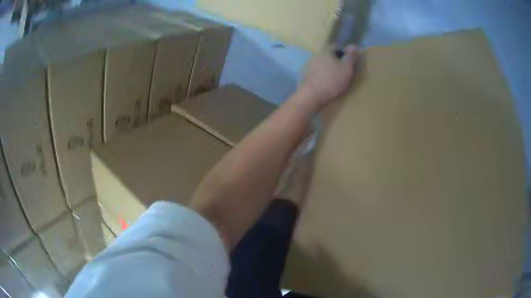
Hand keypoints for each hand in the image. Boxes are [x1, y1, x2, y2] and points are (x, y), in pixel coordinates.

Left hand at [298, 45, 358, 106]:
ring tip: (333, 78)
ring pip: (321, 63)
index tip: (349, 61)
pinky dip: (320, 75)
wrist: (311, 95)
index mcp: (326, 51)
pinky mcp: (304, 75)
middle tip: (343, 70)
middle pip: (328, 55)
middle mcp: (315, 55)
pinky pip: (315, 72)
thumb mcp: (347, 68)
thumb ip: (351, 57)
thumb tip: (354, 46)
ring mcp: (308, 65)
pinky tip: (324, 83)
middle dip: (335, 60)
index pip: (336, 46)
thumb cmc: (332, 80)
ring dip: (327, 68)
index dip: (344, 52)